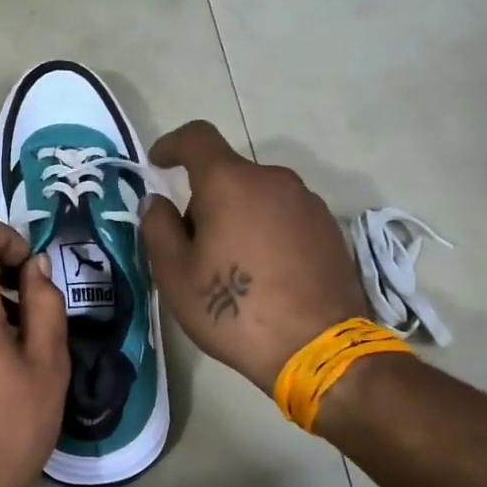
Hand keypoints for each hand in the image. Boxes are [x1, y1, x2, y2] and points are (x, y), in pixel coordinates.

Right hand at [140, 122, 369, 393]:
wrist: (317, 348)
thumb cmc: (233, 309)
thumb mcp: (175, 274)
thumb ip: (158, 228)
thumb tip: (156, 201)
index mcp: (230, 182)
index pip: (197, 138)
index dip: (172, 144)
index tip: (157, 163)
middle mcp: (273, 180)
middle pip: (228, 173)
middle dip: (204, 198)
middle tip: (191, 244)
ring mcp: (307, 203)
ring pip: (259, 196)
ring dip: (238, 215)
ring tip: (231, 264)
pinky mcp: (330, 229)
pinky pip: (285, 216)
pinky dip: (266, 230)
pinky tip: (264, 273)